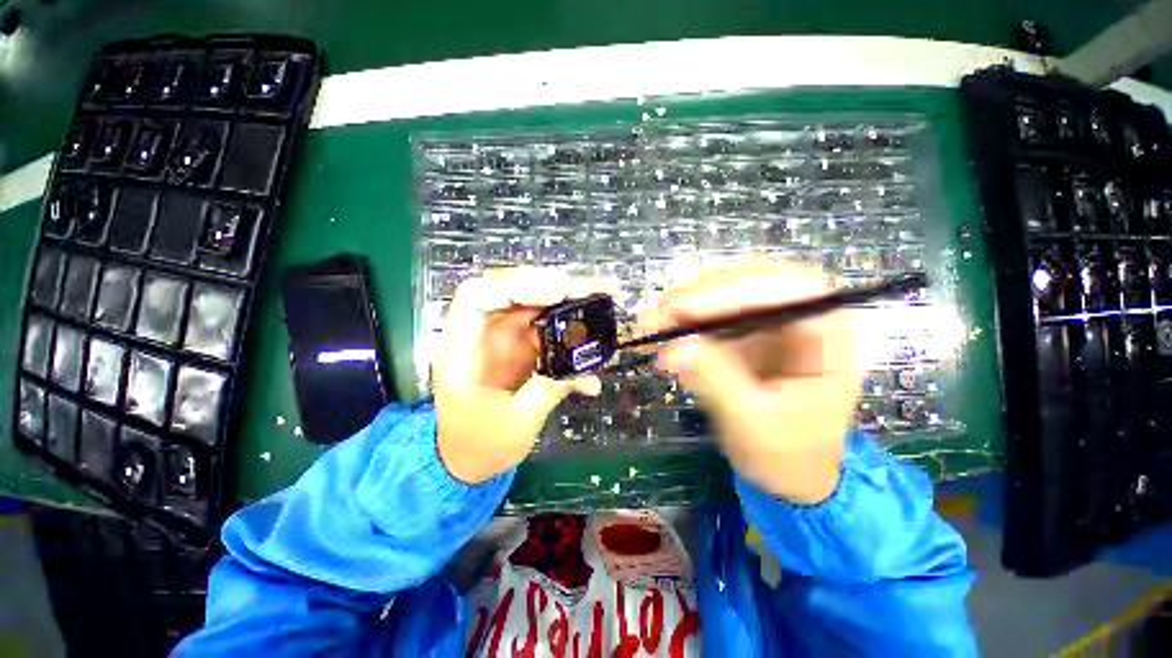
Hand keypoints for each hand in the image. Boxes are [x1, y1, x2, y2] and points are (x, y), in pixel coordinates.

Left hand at [434, 268, 611, 483]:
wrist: (468, 462)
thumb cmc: (479, 446)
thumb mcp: (515, 424)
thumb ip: (547, 390)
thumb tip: (584, 372)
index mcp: (462, 351)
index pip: (478, 297)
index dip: (516, 287)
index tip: (556, 295)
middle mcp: (482, 336)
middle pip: (513, 293)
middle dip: (551, 287)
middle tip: (589, 291)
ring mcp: (504, 341)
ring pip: (534, 306)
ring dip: (567, 301)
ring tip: (600, 298)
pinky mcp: (522, 350)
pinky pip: (548, 330)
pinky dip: (571, 330)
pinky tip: (593, 342)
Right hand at [645, 265, 861, 504]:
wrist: (789, 474)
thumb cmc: (787, 455)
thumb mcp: (753, 423)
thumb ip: (717, 381)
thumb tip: (675, 348)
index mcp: (827, 338)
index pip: (791, 289)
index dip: (737, 290)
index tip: (686, 309)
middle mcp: (799, 318)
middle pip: (752, 282)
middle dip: (702, 294)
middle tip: (660, 313)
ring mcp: (767, 322)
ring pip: (725, 293)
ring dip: (684, 305)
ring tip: (651, 324)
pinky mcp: (741, 333)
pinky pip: (709, 315)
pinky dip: (682, 321)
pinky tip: (660, 334)